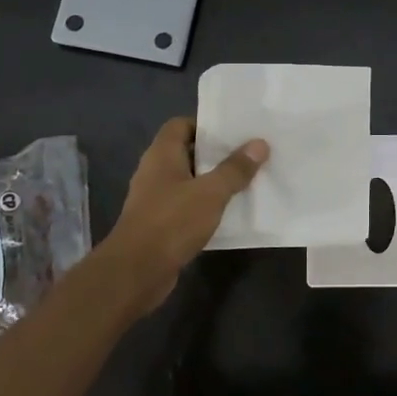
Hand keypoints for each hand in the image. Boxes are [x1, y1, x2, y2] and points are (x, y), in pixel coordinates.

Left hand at [94, 117, 268, 310]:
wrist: (137, 271)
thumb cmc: (172, 222)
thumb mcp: (211, 193)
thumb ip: (235, 169)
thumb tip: (259, 144)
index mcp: (161, 154)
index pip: (181, 125)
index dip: (206, 125)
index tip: (234, 133)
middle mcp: (155, 171)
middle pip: (187, 152)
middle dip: (216, 154)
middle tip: (248, 155)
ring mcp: (155, 199)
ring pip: (189, 181)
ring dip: (213, 182)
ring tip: (245, 181)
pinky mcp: (160, 223)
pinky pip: (187, 206)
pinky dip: (205, 206)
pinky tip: (229, 212)